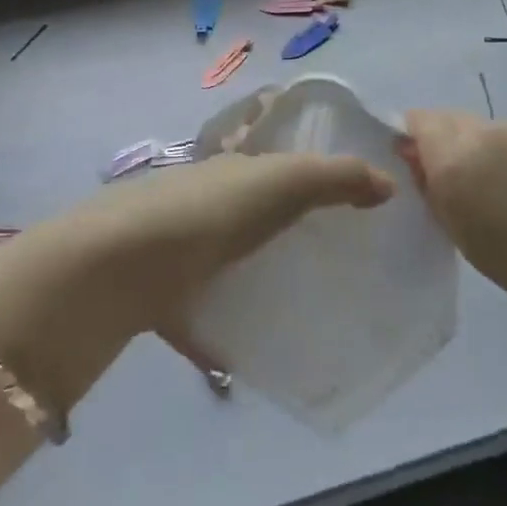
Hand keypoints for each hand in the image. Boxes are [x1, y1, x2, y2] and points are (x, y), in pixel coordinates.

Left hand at [0, 153, 391, 415]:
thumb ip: (334, 178)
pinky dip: (219, 329)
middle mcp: (199, 200)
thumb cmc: (207, 212)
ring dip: (249, 274)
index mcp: (227, 168)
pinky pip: (198, 311)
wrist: (119, 265)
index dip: (299, 159)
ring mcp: (174, 248)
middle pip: (244, 205)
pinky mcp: (158, 295)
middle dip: (279, 222)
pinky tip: (245, 355)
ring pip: (220, 257)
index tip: (337, 189)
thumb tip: (387, 183)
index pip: (266, 150)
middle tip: (329, 254)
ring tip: (298, 304)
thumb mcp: (279, 182)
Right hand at [398, 110, 506, 327]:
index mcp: (456, 158)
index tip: (422, 165)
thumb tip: (414, 155)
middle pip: (452, 119)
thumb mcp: (463, 235)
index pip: (420, 121)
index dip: (415, 138)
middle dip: (448, 143)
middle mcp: (487, 131)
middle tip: (465, 184)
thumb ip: (433, 188)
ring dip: (486, 149)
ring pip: (489, 128)